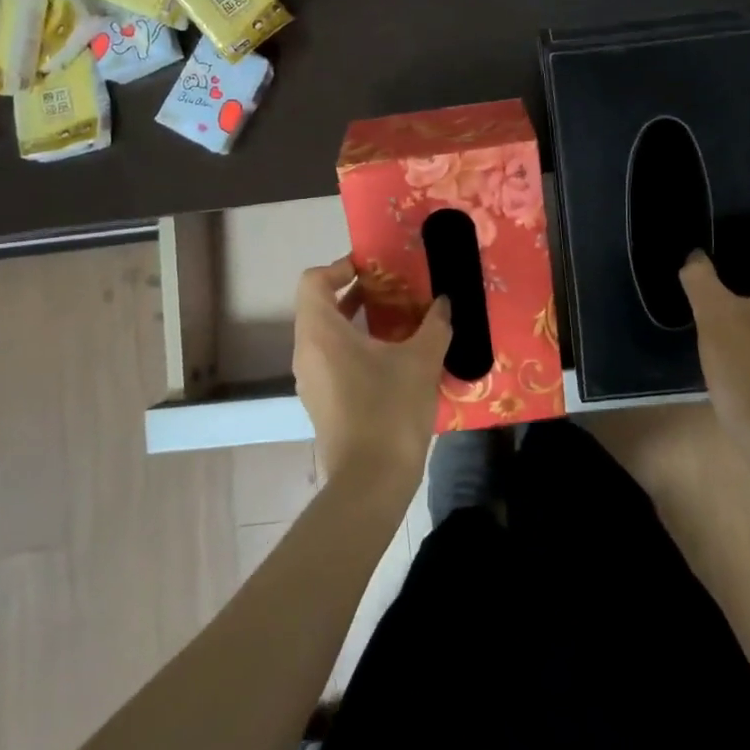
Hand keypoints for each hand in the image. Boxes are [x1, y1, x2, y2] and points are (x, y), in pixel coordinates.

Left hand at [292, 258, 451, 497]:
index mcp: (321, 332)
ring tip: (397, 321)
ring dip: (357, 321)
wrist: (371, 482)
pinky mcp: (321, 402)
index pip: (314, 281)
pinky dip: (354, 346)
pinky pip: (331, 359)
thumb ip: (434, 324)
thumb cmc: (390, 409)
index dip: (340, 267)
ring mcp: (310, 380)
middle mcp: (306, 351)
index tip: (373, 269)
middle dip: (354, 292)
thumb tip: (443, 303)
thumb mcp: (421, 360)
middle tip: (392, 289)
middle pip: (319, 306)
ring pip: (325, 335)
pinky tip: (391, 358)